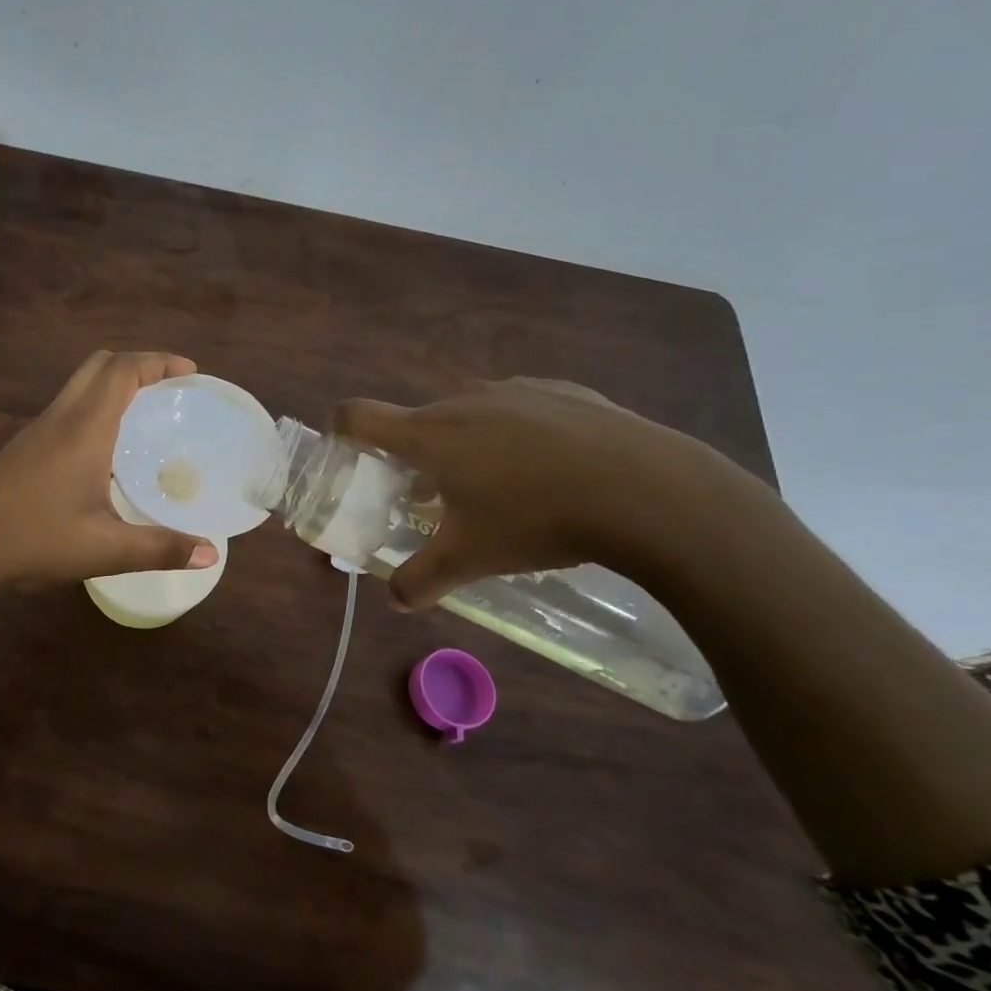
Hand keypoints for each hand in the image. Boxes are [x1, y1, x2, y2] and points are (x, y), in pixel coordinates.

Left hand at [0, 351, 218, 589]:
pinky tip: (106, 452)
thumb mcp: (105, 550)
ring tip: (146, 418)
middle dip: (138, 365)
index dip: (158, 361)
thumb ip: (160, 548)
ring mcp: (37, 431)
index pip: (123, 370)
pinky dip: (95, 408)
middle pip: (100, 365)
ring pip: (80, 386)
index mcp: (84, 428)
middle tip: (170, 390)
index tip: (190, 372)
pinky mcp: (24, 448)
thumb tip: (210, 554)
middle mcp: (60, 418)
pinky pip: (67, 409)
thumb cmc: (36, 540)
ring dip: (114, 386)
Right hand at [334, 377, 746, 609]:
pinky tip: (553, 472)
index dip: (340, 429)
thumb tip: (396, 600)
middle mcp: (464, 400)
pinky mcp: (565, 392)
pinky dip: (518, 436)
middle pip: (418, 421)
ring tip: (500, 488)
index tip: (345, 451)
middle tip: (435, 496)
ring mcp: (517, 390)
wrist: (650, 491)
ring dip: (467, 445)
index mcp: (429, 433)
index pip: (359, 415)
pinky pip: (521, 411)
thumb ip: (420, 579)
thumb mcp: (471, 559)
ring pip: (471, 415)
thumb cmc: (538, 519)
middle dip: (415, 455)